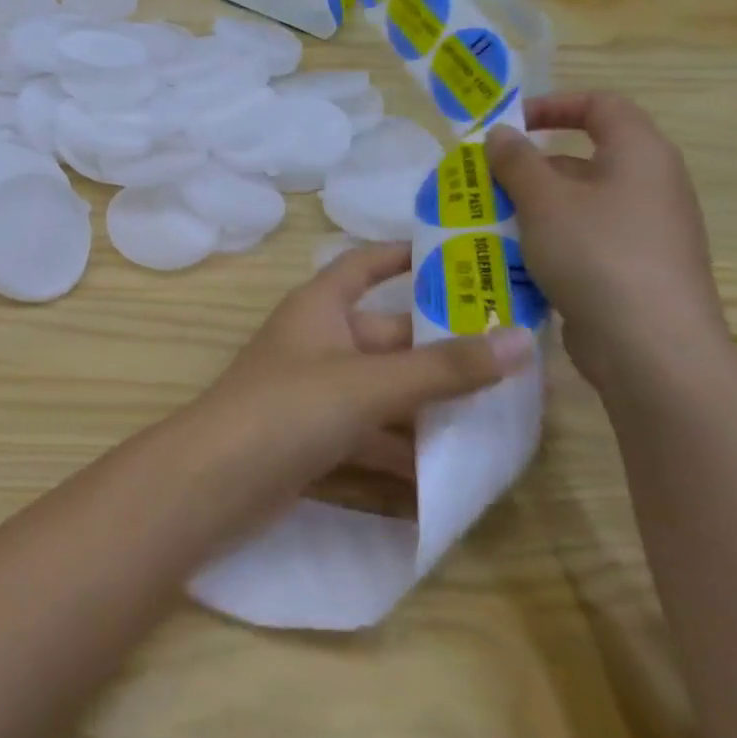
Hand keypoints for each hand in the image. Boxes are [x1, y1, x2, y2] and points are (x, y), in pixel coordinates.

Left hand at [189, 243, 535, 503]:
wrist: (214, 482)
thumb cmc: (288, 409)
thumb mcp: (368, 384)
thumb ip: (442, 368)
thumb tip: (522, 339)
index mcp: (319, 308)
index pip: (363, 265)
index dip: (402, 255)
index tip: (460, 257)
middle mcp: (317, 343)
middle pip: (389, 337)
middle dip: (444, 351)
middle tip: (519, 361)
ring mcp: (314, 394)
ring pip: (386, 392)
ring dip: (434, 406)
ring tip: (507, 420)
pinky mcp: (315, 440)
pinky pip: (373, 436)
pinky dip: (408, 451)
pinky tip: (457, 474)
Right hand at [484, 92, 729, 391]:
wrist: (651, 346)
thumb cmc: (596, 254)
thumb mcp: (543, 200)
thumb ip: (516, 161)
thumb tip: (501, 133)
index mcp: (640, 155)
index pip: (601, 106)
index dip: (553, 105)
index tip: (507, 126)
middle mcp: (650, 186)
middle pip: (581, 158)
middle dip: (526, 168)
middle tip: (480, 183)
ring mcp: (644, 231)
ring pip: (576, 204)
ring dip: (529, 208)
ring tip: (484, 223)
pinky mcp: (633, 269)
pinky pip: (582, 240)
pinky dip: (545, 242)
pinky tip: (511, 261)